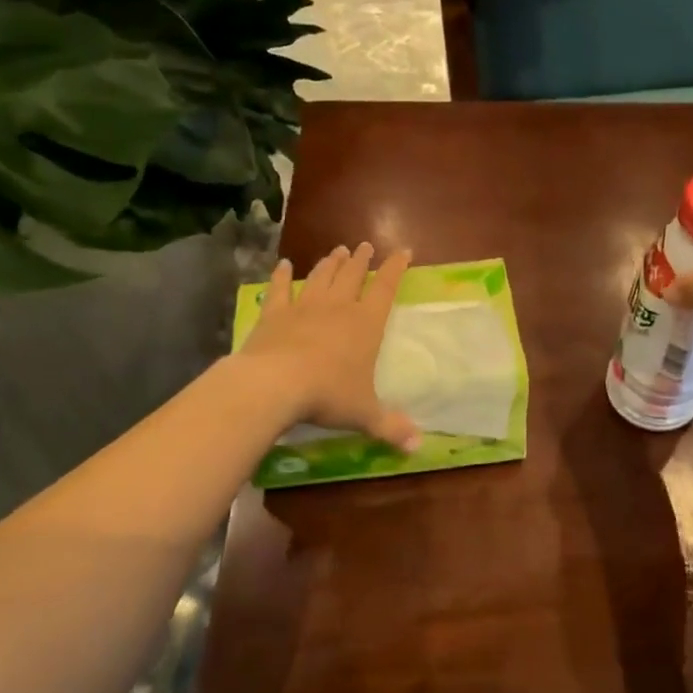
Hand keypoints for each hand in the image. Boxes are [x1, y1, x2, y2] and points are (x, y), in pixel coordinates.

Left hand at [237, 243, 420, 450]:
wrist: (276, 384)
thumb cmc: (328, 395)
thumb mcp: (365, 414)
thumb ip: (391, 427)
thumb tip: (418, 447)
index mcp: (365, 324)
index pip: (385, 288)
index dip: (395, 269)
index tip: (403, 251)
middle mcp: (337, 308)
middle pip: (352, 276)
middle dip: (361, 260)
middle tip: (365, 246)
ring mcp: (304, 307)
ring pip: (320, 277)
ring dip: (330, 263)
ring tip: (337, 251)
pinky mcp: (274, 314)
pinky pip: (279, 290)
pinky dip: (281, 276)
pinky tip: (283, 265)